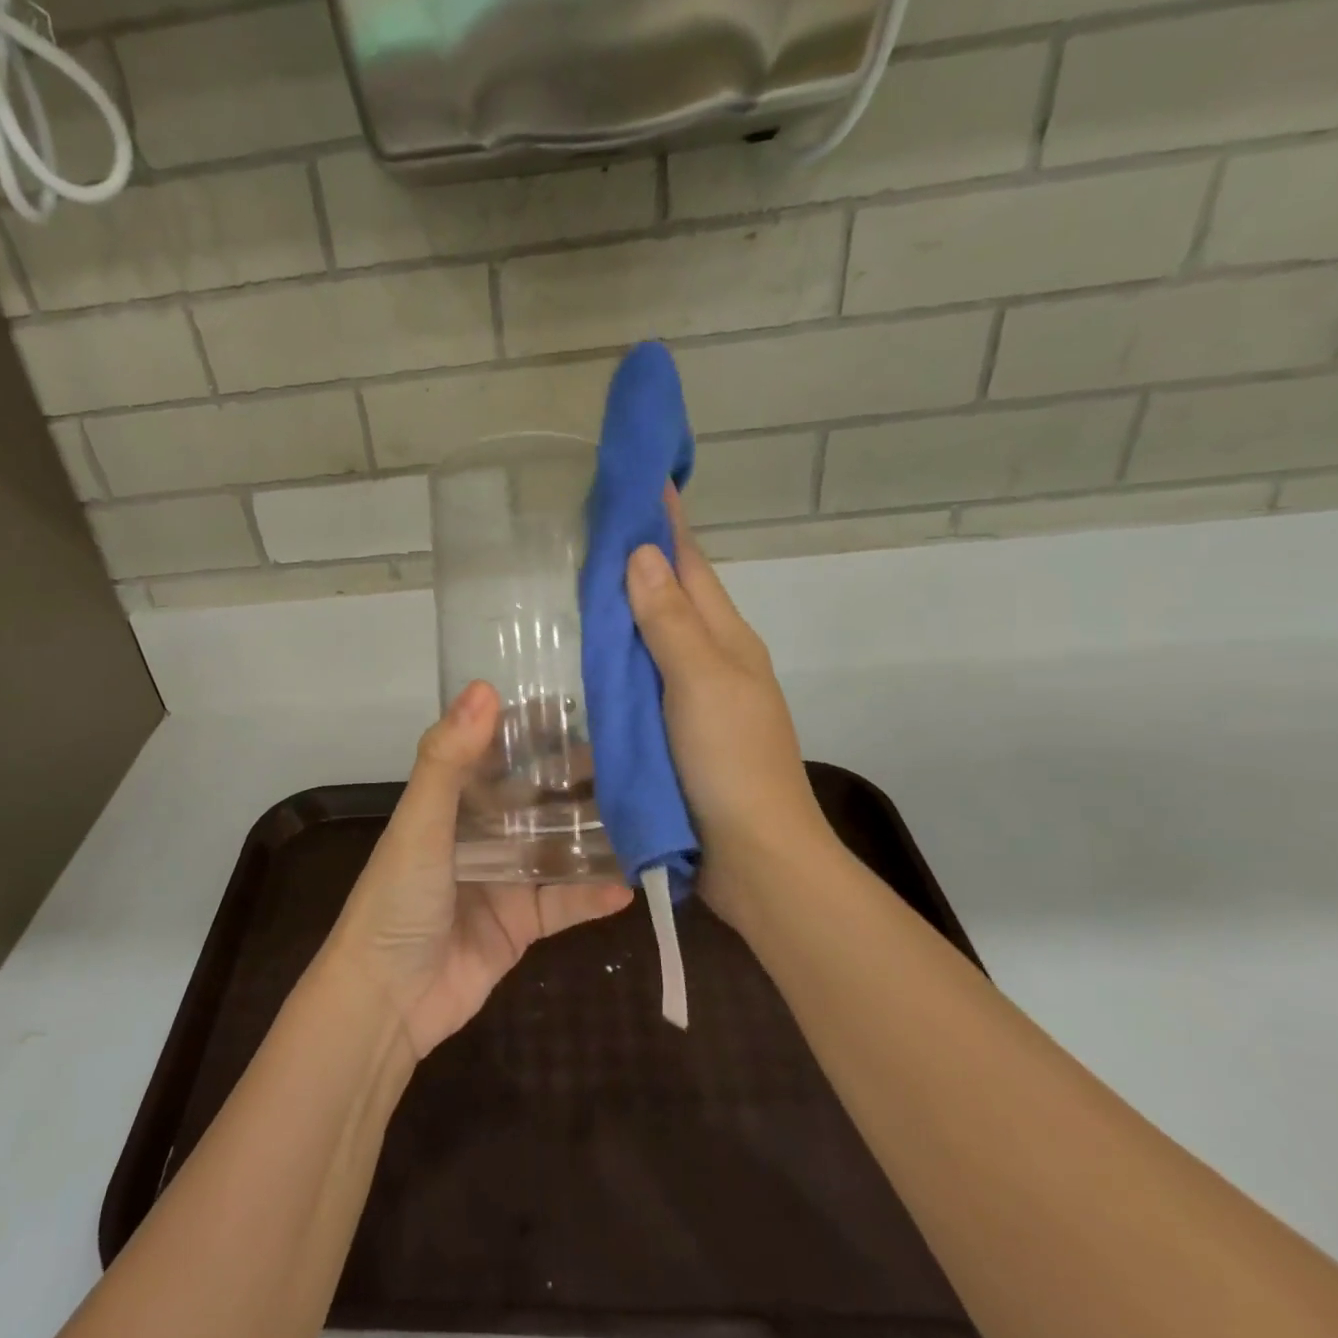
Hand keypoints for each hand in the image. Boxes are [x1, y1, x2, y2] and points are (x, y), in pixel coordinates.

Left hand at [326, 681, 632, 1058]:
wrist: (386, 1001)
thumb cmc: (397, 899)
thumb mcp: (420, 823)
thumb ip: (449, 759)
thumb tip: (485, 687)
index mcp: (452, 800)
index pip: (498, 750)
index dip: (534, 728)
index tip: (582, 703)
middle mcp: (481, 832)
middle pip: (537, 796)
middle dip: (578, 778)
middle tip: (635, 757)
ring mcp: (504, 878)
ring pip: (558, 846)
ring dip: (596, 833)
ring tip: (648, 812)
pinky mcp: (521, 924)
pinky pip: (565, 903)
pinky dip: (594, 894)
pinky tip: (632, 884)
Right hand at [624, 490, 838, 933]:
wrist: (755, 857)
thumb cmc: (731, 762)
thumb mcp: (700, 683)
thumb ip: (669, 621)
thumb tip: (642, 554)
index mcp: (726, 639)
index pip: (690, 564)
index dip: (666, 523)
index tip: (642, 480)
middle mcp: (714, 660)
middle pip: (674, 596)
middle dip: (642, 558)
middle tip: (594, 527)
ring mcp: (697, 699)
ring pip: (657, 639)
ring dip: (629, 608)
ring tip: (583, 583)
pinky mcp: (678, 734)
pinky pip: (644, 682)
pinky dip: (622, 661)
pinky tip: (593, 660)